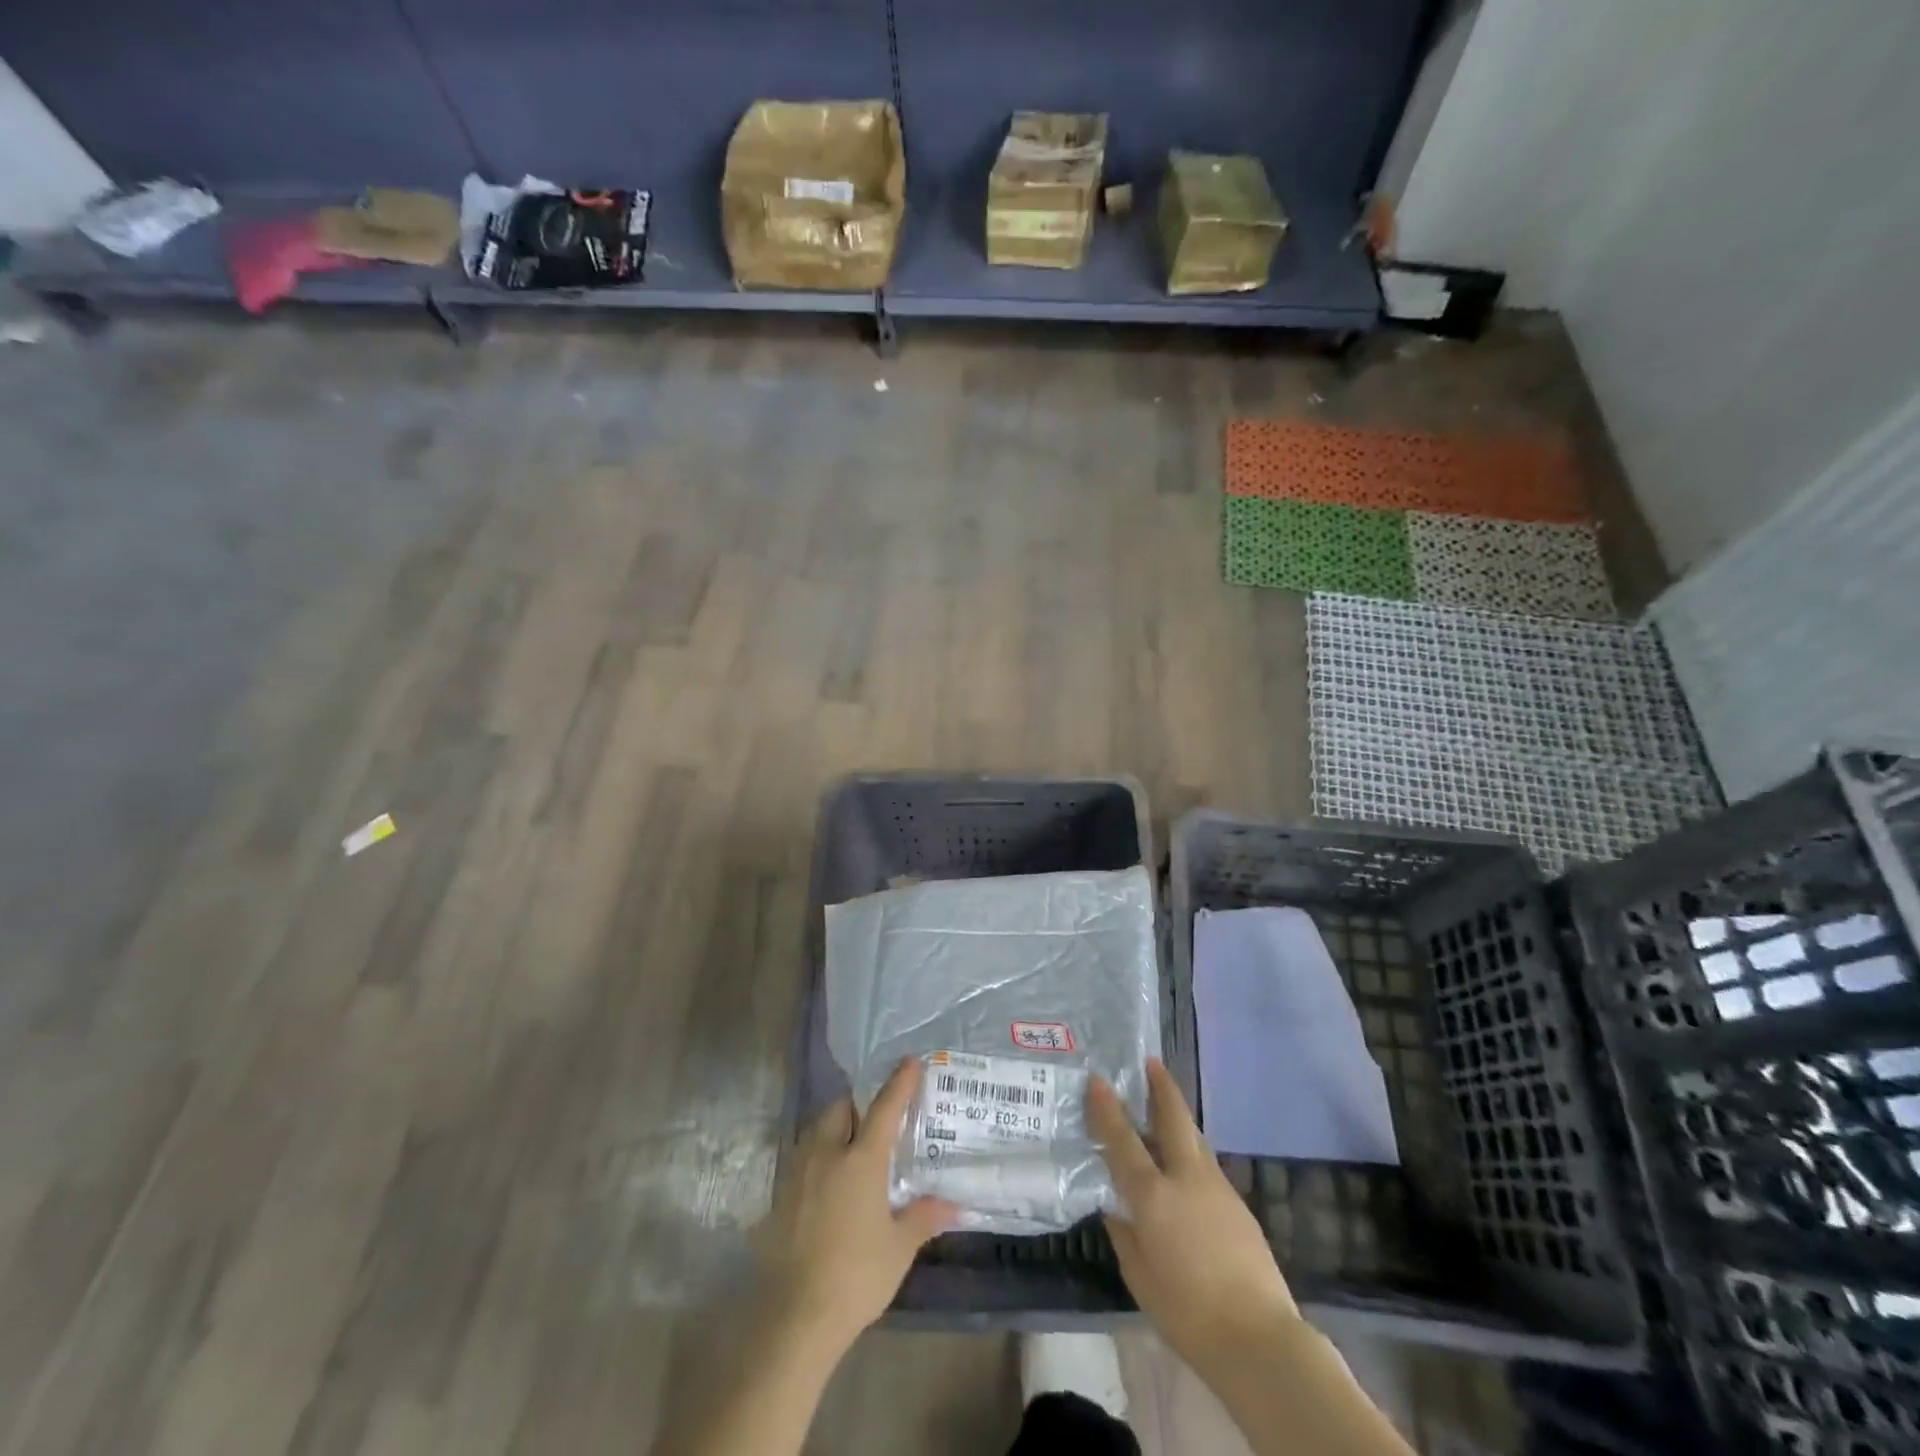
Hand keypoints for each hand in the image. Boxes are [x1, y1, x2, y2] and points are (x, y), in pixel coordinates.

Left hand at [754, 1057, 958, 1352]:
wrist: (795, 1317)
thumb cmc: (856, 1277)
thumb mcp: (899, 1248)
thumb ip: (923, 1217)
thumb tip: (953, 1204)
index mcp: (861, 1160)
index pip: (884, 1108)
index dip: (899, 1083)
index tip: (910, 1061)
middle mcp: (827, 1154)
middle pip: (841, 1109)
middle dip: (858, 1105)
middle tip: (876, 1121)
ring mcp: (799, 1173)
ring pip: (817, 1131)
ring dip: (835, 1128)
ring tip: (853, 1149)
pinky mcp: (780, 1195)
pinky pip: (803, 1158)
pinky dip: (819, 1157)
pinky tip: (829, 1184)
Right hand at [1089, 1059, 1298, 1370]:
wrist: (1260, 1339)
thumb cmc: (1187, 1313)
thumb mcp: (1140, 1277)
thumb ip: (1124, 1234)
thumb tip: (1115, 1206)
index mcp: (1154, 1195)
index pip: (1123, 1140)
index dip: (1107, 1108)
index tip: (1098, 1079)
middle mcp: (1186, 1179)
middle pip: (1174, 1119)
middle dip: (1162, 1087)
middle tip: (1152, 1063)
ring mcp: (1218, 1189)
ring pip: (1194, 1140)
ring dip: (1178, 1118)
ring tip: (1165, 1107)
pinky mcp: (1239, 1206)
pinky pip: (1207, 1167)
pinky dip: (1191, 1153)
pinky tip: (1185, 1169)